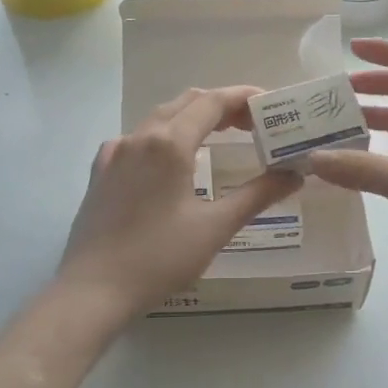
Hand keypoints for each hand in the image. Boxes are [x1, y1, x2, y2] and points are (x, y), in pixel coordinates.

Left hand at [58, 86, 297, 322]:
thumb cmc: (159, 258)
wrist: (93, 290)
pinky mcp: (100, 172)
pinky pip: (137, 140)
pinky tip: (171, 161)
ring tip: (220, 137)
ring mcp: (114, 153)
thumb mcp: (215, 227)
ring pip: (159, 119)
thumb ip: (257, 195)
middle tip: (253, 124)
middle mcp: (139, 137)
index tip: (270, 104)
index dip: (244, 97)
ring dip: (192, 119)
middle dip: (221, 106)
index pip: (212, 102)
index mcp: (169, 143)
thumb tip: (293, 175)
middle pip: (186, 103)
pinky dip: (164, 138)